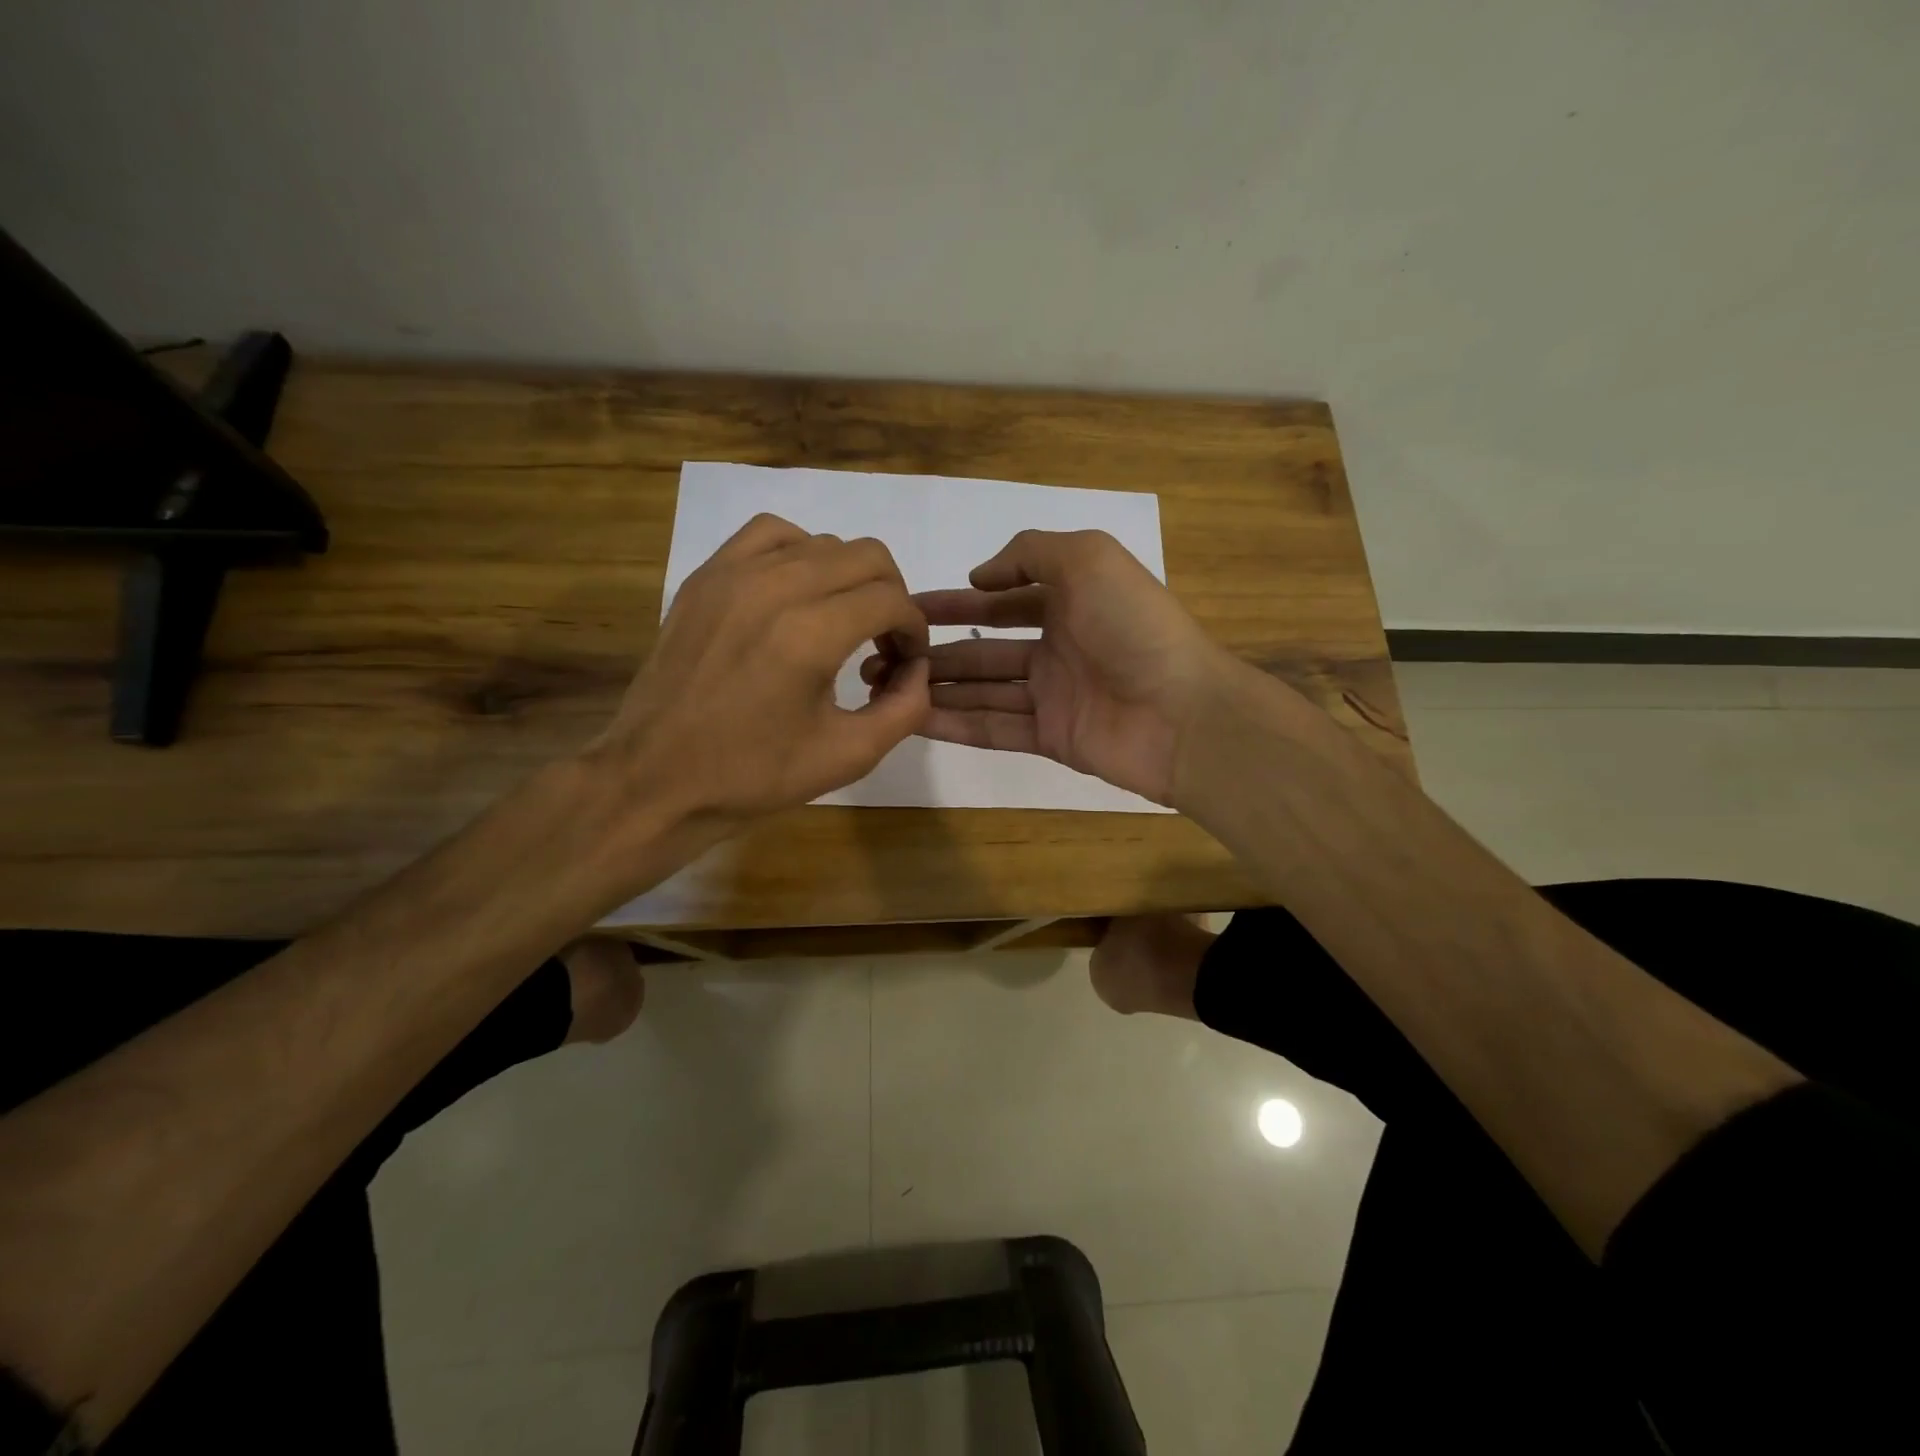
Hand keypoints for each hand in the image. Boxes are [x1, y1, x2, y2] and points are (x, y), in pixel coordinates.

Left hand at [589, 513, 929, 831]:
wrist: (658, 778)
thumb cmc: (754, 774)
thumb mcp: (848, 755)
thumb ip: (905, 708)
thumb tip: (919, 668)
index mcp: (810, 635)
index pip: (892, 599)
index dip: (913, 629)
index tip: (907, 661)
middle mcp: (775, 588)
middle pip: (867, 556)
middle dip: (891, 596)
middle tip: (883, 641)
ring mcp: (734, 575)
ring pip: (823, 542)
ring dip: (849, 576)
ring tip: (842, 619)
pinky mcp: (706, 577)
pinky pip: (770, 534)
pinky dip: (799, 553)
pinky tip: (797, 593)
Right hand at [866, 529, 1236, 805]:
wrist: (1184, 713)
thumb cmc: (1135, 627)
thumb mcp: (1088, 559)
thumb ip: (1032, 554)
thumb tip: (983, 576)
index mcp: (1069, 602)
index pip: (1001, 601)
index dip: (956, 603)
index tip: (908, 610)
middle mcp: (1058, 647)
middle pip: (984, 650)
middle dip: (935, 652)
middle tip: (881, 657)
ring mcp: (1054, 696)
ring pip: (983, 690)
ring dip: (936, 687)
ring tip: (885, 687)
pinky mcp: (1052, 738)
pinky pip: (995, 728)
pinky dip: (956, 723)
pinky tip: (914, 718)